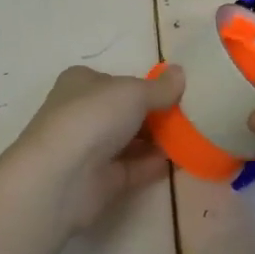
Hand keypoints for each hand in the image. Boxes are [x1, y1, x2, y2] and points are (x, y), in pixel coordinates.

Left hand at [11, 64, 183, 231]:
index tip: (174, 91)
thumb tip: (180, 73)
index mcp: (81, 83)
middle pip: (124, 112)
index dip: (143, 85)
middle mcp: (82, 113)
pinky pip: (134, 168)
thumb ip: (160, 87)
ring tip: (192, 137)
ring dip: (158, 140)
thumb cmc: (93, 117)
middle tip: (189, 115)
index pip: (115, 80)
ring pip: (130, 141)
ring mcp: (90, 149)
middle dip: (155, 114)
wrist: (62, 177)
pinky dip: (155, 164)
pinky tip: (181, 160)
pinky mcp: (100, 180)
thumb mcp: (133, 92)